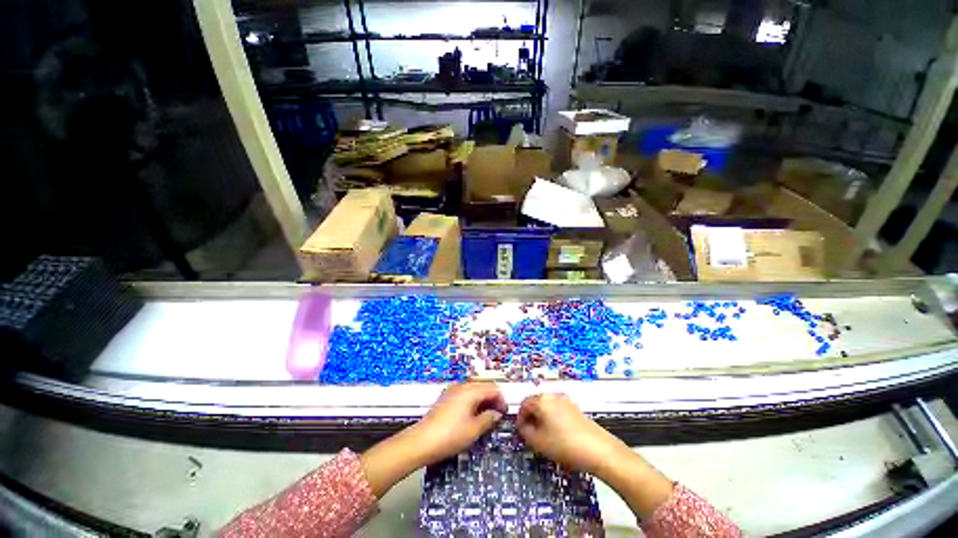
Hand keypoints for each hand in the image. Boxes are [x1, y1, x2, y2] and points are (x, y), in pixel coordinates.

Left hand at [408, 382, 507, 464]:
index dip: (501, 399)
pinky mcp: (445, 397)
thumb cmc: (450, 436)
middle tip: (496, 416)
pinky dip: (471, 401)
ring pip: (473, 390)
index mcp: (470, 391)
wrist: (421, 441)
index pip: (493, 388)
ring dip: (482, 400)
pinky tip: (470, 415)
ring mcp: (452, 390)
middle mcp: (462, 386)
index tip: (504, 413)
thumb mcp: (474, 430)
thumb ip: (489, 419)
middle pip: (483, 386)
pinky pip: (464, 394)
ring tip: (484, 417)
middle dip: (492, 399)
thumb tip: (497, 413)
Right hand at [516, 393, 626, 476]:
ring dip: (542, 418)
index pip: (524, 404)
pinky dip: (553, 419)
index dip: (520, 418)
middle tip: (531, 434)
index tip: (521, 432)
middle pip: (535, 403)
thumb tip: (523, 426)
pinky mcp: (575, 408)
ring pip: (547, 407)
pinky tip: (558, 435)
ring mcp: (565, 401)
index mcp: (542, 400)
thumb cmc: (564, 445)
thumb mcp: (538, 442)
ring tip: (545, 437)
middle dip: (531, 417)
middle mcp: (553, 396)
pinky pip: (558, 410)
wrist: (598, 450)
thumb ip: (525, 431)